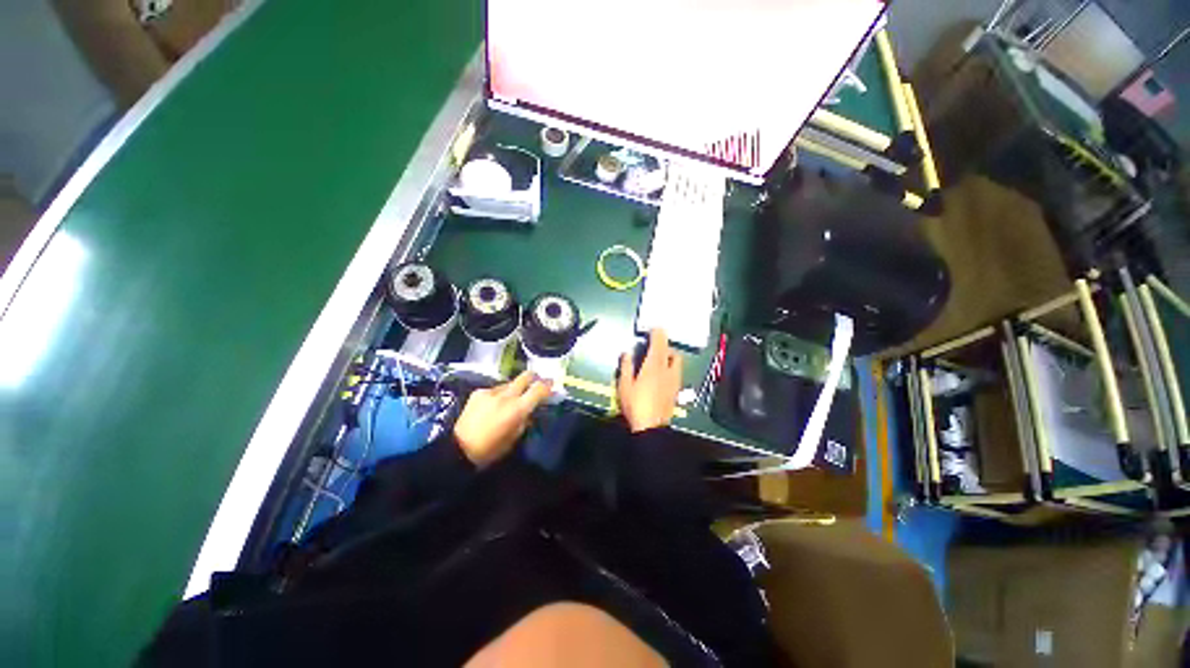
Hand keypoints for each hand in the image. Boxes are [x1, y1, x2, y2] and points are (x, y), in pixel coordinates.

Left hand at [454, 371, 552, 467]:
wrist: (459, 449)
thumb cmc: (491, 449)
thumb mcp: (514, 437)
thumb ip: (525, 420)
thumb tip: (530, 411)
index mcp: (518, 409)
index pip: (539, 389)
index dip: (548, 386)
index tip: (552, 386)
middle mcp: (506, 396)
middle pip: (525, 376)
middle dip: (534, 377)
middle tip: (537, 382)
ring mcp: (491, 392)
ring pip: (510, 383)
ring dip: (515, 388)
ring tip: (511, 399)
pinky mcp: (479, 392)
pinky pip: (495, 389)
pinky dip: (499, 395)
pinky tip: (494, 405)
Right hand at [617, 329, 683, 432]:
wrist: (651, 427)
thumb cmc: (635, 404)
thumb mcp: (624, 385)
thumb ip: (626, 366)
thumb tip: (626, 353)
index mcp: (653, 366)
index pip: (659, 343)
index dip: (658, 334)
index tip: (655, 328)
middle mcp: (667, 370)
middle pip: (671, 351)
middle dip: (665, 344)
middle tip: (656, 344)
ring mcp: (674, 381)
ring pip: (677, 361)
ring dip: (670, 356)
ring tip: (660, 359)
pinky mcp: (676, 390)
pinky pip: (677, 372)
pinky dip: (672, 367)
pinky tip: (664, 374)